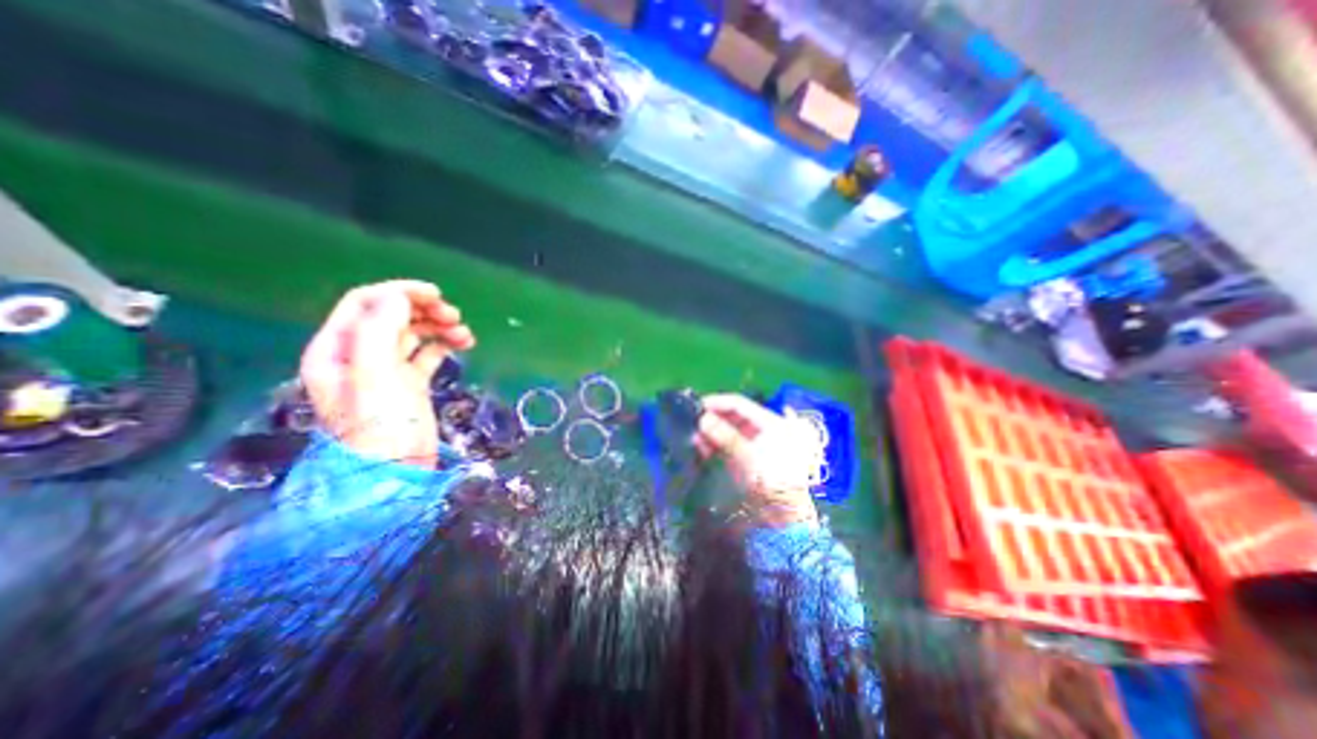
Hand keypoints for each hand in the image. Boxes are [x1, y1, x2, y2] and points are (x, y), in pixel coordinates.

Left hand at [300, 281, 476, 467]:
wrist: (395, 471)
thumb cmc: (380, 423)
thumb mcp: (373, 373)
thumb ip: (379, 329)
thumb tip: (400, 298)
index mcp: (338, 347)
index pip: (365, 303)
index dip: (398, 292)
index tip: (435, 294)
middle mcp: (359, 355)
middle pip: (392, 316)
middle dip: (424, 310)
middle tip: (453, 316)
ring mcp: (385, 370)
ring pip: (413, 333)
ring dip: (438, 326)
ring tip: (464, 333)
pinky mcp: (409, 383)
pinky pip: (427, 353)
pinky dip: (444, 344)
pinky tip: (462, 345)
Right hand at [694, 397, 819, 526]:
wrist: (785, 518)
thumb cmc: (773, 482)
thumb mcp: (749, 457)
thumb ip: (725, 436)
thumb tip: (702, 419)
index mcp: (770, 423)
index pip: (739, 404)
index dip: (717, 402)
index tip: (696, 406)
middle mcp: (763, 430)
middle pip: (733, 417)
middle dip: (712, 419)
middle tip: (692, 423)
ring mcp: (755, 445)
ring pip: (728, 432)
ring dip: (711, 433)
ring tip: (693, 438)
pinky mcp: (746, 459)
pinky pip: (728, 446)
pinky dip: (714, 446)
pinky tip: (700, 448)